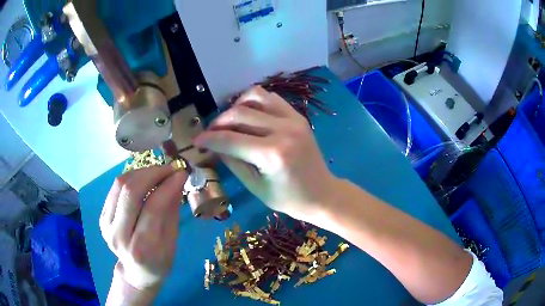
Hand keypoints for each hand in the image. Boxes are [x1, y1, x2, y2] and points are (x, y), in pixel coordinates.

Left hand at [100, 165, 186, 293]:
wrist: (136, 272)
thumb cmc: (160, 262)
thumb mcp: (172, 242)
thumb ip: (172, 211)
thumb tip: (177, 179)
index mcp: (142, 249)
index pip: (153, 209)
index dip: (167, 186)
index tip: (181, 173)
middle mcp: (119, 236)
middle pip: (131, 192)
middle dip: (152, 173)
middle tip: (169, 168)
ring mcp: (106, 225)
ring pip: (120, 185)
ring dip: (141, 172)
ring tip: (158, 172)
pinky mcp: (102, 217)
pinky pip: (115, 189)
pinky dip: (131, 178)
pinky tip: (143, 179)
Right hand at [194, 86, 337, 221]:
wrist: (322, 193)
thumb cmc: (289, 199)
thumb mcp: (256, 187)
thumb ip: (233, 162)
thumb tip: (213, 145)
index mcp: (272, 154)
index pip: (230, 139)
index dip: (209, 139)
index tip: (196, 140)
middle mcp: (283, 130)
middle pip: (239, 114)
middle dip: (218, 122)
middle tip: (210, 133)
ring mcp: (293, 119)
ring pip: (255, 97)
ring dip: (236, 106)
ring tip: (229, 121)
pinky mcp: (298, 116)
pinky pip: (271, 98)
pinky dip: (254, 102)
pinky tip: (248, 115)